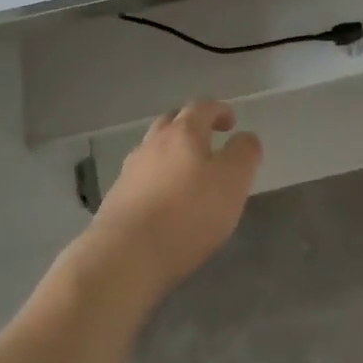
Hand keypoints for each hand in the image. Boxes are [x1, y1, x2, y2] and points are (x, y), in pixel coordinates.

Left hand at [87, 99, 262, 298]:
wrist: (126, 255)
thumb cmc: (188, 213)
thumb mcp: (233, 181)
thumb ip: (244, 154)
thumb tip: (245, 138)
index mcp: (183, 132)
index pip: (202, 107)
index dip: (219, 110)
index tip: (231, 122)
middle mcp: (153, 143)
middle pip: (172, 122)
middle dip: (191, 126)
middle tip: (208, 142)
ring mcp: (131, 170)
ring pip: (154, 149)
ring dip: (171, 153)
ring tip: (188, 175)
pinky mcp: (117, 198)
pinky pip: (141, 177)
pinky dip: (157, 179)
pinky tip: (165, 201)